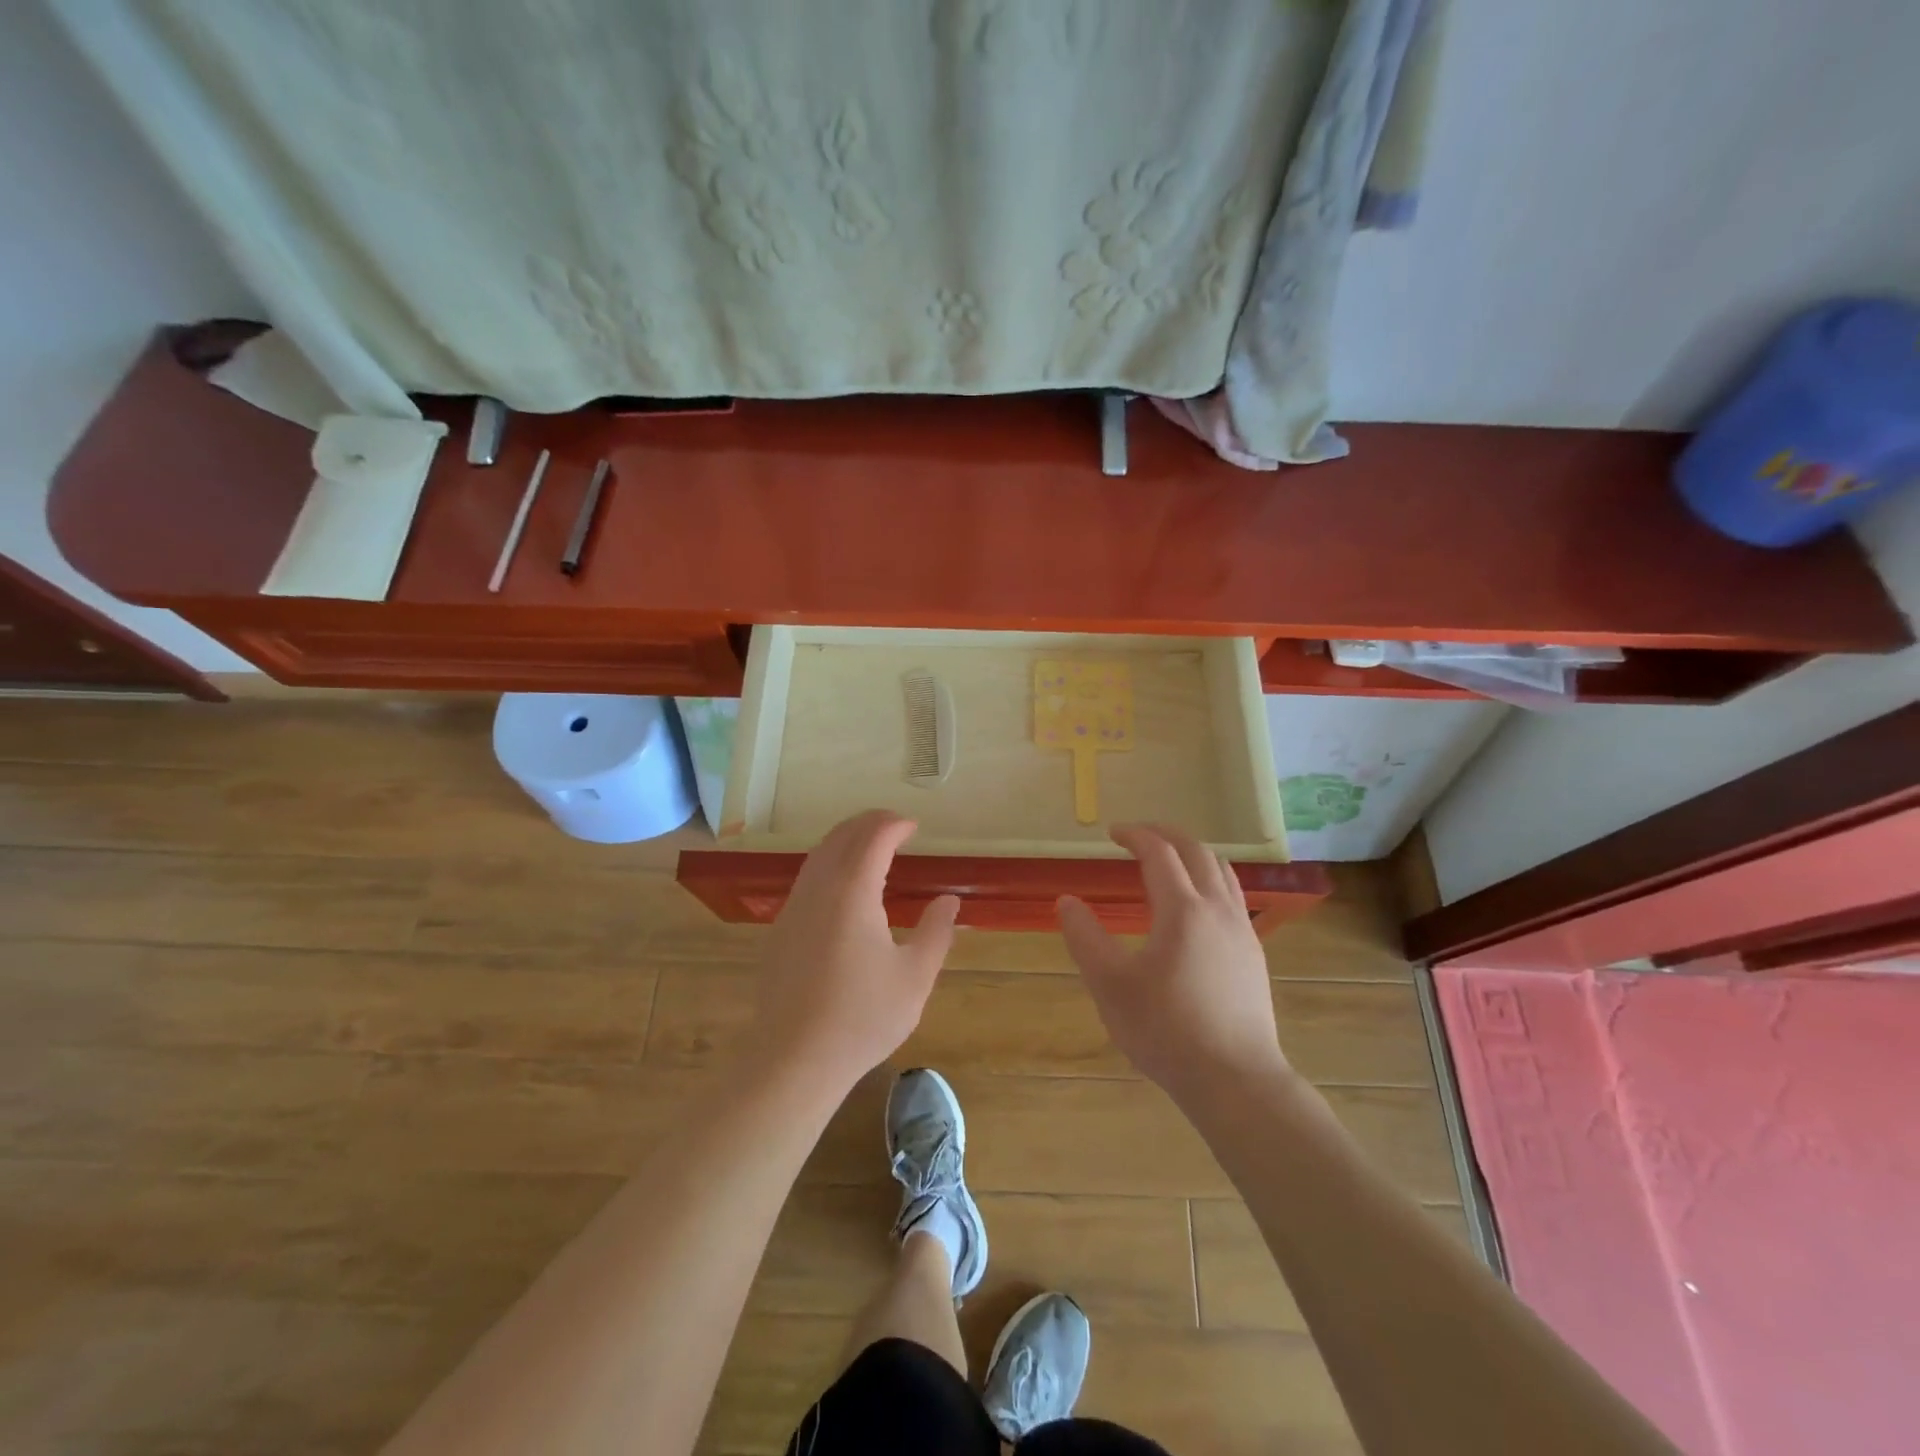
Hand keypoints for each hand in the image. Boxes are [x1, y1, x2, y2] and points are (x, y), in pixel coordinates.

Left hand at [749, 810, 959, 1093]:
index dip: (894, 825)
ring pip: (818, 855)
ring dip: (845, 840)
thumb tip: (949, 900)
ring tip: (870, 846)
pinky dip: (829, 863)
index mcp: (852, 892)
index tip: (913, 826)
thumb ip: (936, 932)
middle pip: (840, 837)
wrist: (794, 1058)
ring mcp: (793, 908)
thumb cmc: (862, 1018)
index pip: (872, 838)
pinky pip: (807, 878)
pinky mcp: (780, 930)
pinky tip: (842, 887)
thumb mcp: (914, 977)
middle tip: (894, 825)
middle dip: (868, 823)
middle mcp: (818, 889)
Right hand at [1058, 824, 1289, 1103]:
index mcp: (1182, 909)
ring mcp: (1242, 930)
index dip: (1135, 835)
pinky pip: (1233, 896)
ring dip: (1193, 854)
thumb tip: (1066, 901)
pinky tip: (1197, 907)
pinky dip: (1210, 880)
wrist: (1235, 1079)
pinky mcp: (1253, 954)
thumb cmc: (1166, 1030)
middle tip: (1139, 835)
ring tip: (1169, 861)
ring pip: (1222, 871)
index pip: (1159, 853)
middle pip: (1197, 851)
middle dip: (1166, 834)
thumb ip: (1085, 938)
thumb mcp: (1110, 985)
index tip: (1113, 832)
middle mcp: (1217, 908)